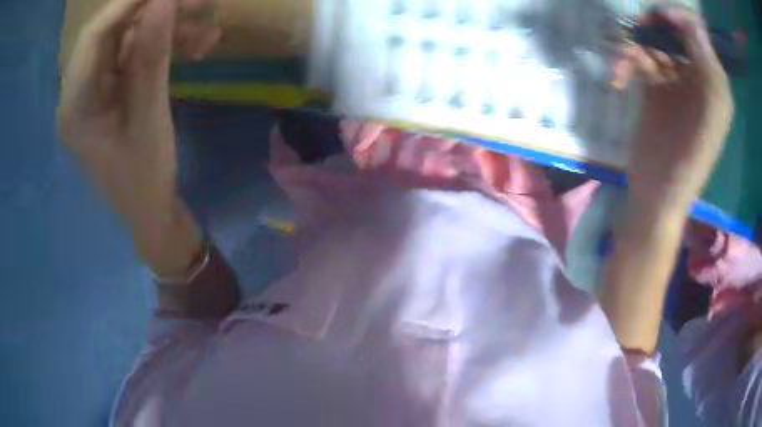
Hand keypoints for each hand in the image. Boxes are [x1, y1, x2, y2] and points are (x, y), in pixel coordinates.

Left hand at [57, 0, 217, 275]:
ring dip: (166, 27)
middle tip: (196, 1)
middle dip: (153, 9)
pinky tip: (198, 45)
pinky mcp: (114, 90)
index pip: (95, 35)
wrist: (150, 210)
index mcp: (76, 105)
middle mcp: (80, 91)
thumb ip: (152, 57)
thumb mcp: (148, 118)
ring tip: (206, 26)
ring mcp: (97, 89)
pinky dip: (167, 46)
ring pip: (129, 40)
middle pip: (112, 32)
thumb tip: (164, 1)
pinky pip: (138, 56)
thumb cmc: (144, 179)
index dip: (130, 4)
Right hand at [621, 8, 733, 211]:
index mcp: (714, 82)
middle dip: (654, 27)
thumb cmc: (687, 160)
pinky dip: (626, 62)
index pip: (697, 31)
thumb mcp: (708, 113)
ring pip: (654, 42)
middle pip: (674, 32)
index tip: (658, 16)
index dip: (678, 16)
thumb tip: (689, 21)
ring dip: (636, 45)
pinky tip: (617, 78)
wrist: (656, 193)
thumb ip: (706, 66)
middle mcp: (696, 76)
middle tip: (636, 31)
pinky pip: (639, 59)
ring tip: (622, 61)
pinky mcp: (653, 87)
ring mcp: (674, 81)